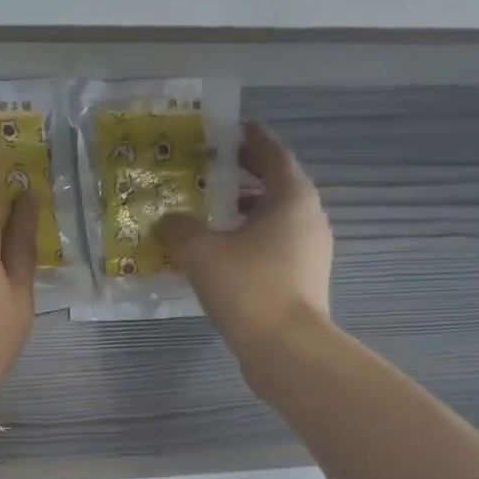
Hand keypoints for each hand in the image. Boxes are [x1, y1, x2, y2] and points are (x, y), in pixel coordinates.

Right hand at [160, 121, 333, 360]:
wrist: (287, 349)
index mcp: (291, 197)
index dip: (249, 137)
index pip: (272, 152)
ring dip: (243, 211)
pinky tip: (219, 255)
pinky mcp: (302, 279)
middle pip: (275, 184)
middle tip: (207, 170)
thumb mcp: (201, 252)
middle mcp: (308, 218)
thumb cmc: (249, 288)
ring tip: (207, 213)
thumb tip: (168, 222)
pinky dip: (248, 240)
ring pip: (274, 218)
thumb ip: (179, 229)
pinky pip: (272, 246)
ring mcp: (309, 251)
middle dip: (242, 175)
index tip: (226, 129)